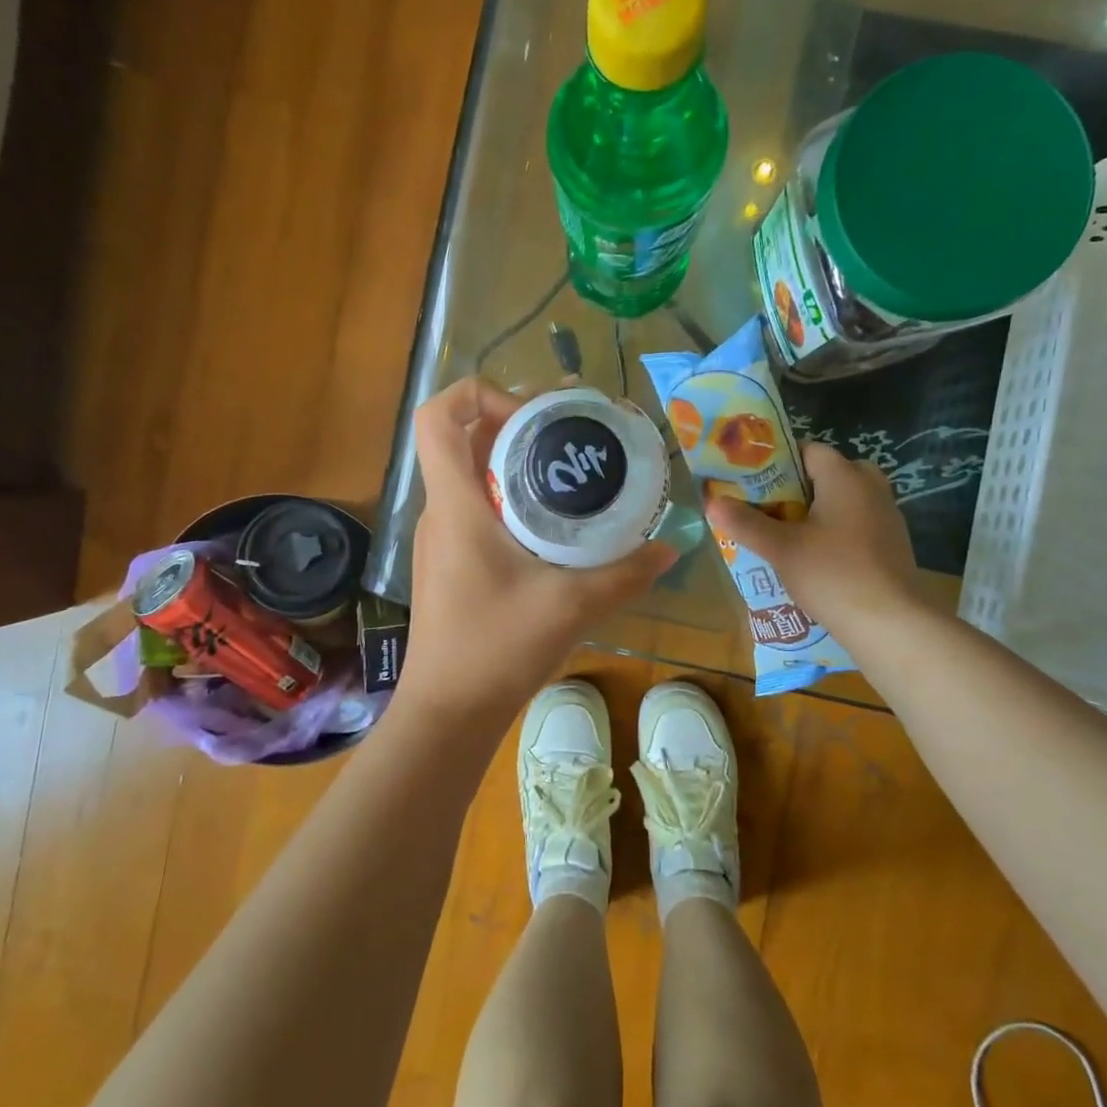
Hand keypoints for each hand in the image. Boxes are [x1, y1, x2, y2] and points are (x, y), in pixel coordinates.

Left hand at [401, 378, 676, 724]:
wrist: (447, 713)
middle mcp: (441, 511)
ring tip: (571, 467)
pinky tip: (554, 522)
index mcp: (456, 506)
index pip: (437, 418)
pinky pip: (477, 507)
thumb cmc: (496, 650)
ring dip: (515, 460)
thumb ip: (624, 574)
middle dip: (516, 421)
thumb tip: (669, 548)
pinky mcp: (450, 561)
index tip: (533, 415)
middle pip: (464, 438)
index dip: (478, 394)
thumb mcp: (571, 607)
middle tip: (572, 430)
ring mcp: (441, 538)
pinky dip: (512, 496)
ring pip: (471, 474)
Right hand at [705, 441, 927, 635]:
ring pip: (845, 501)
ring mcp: (887, 517)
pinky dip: (835, 533)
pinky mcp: (892, 545)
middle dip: (799, 488)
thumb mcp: (780, 548)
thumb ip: (745, 523)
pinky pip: (857, 525)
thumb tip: (711, 502)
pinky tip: (814, 558)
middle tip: (770, 508)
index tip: (754, 481)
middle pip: (830, 474)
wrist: (891, 623)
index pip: (809, 450)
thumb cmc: (833, 574)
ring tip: (784, 534)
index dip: (779, 461)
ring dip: (817, 512)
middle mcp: (871, 488)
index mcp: (845, 477)